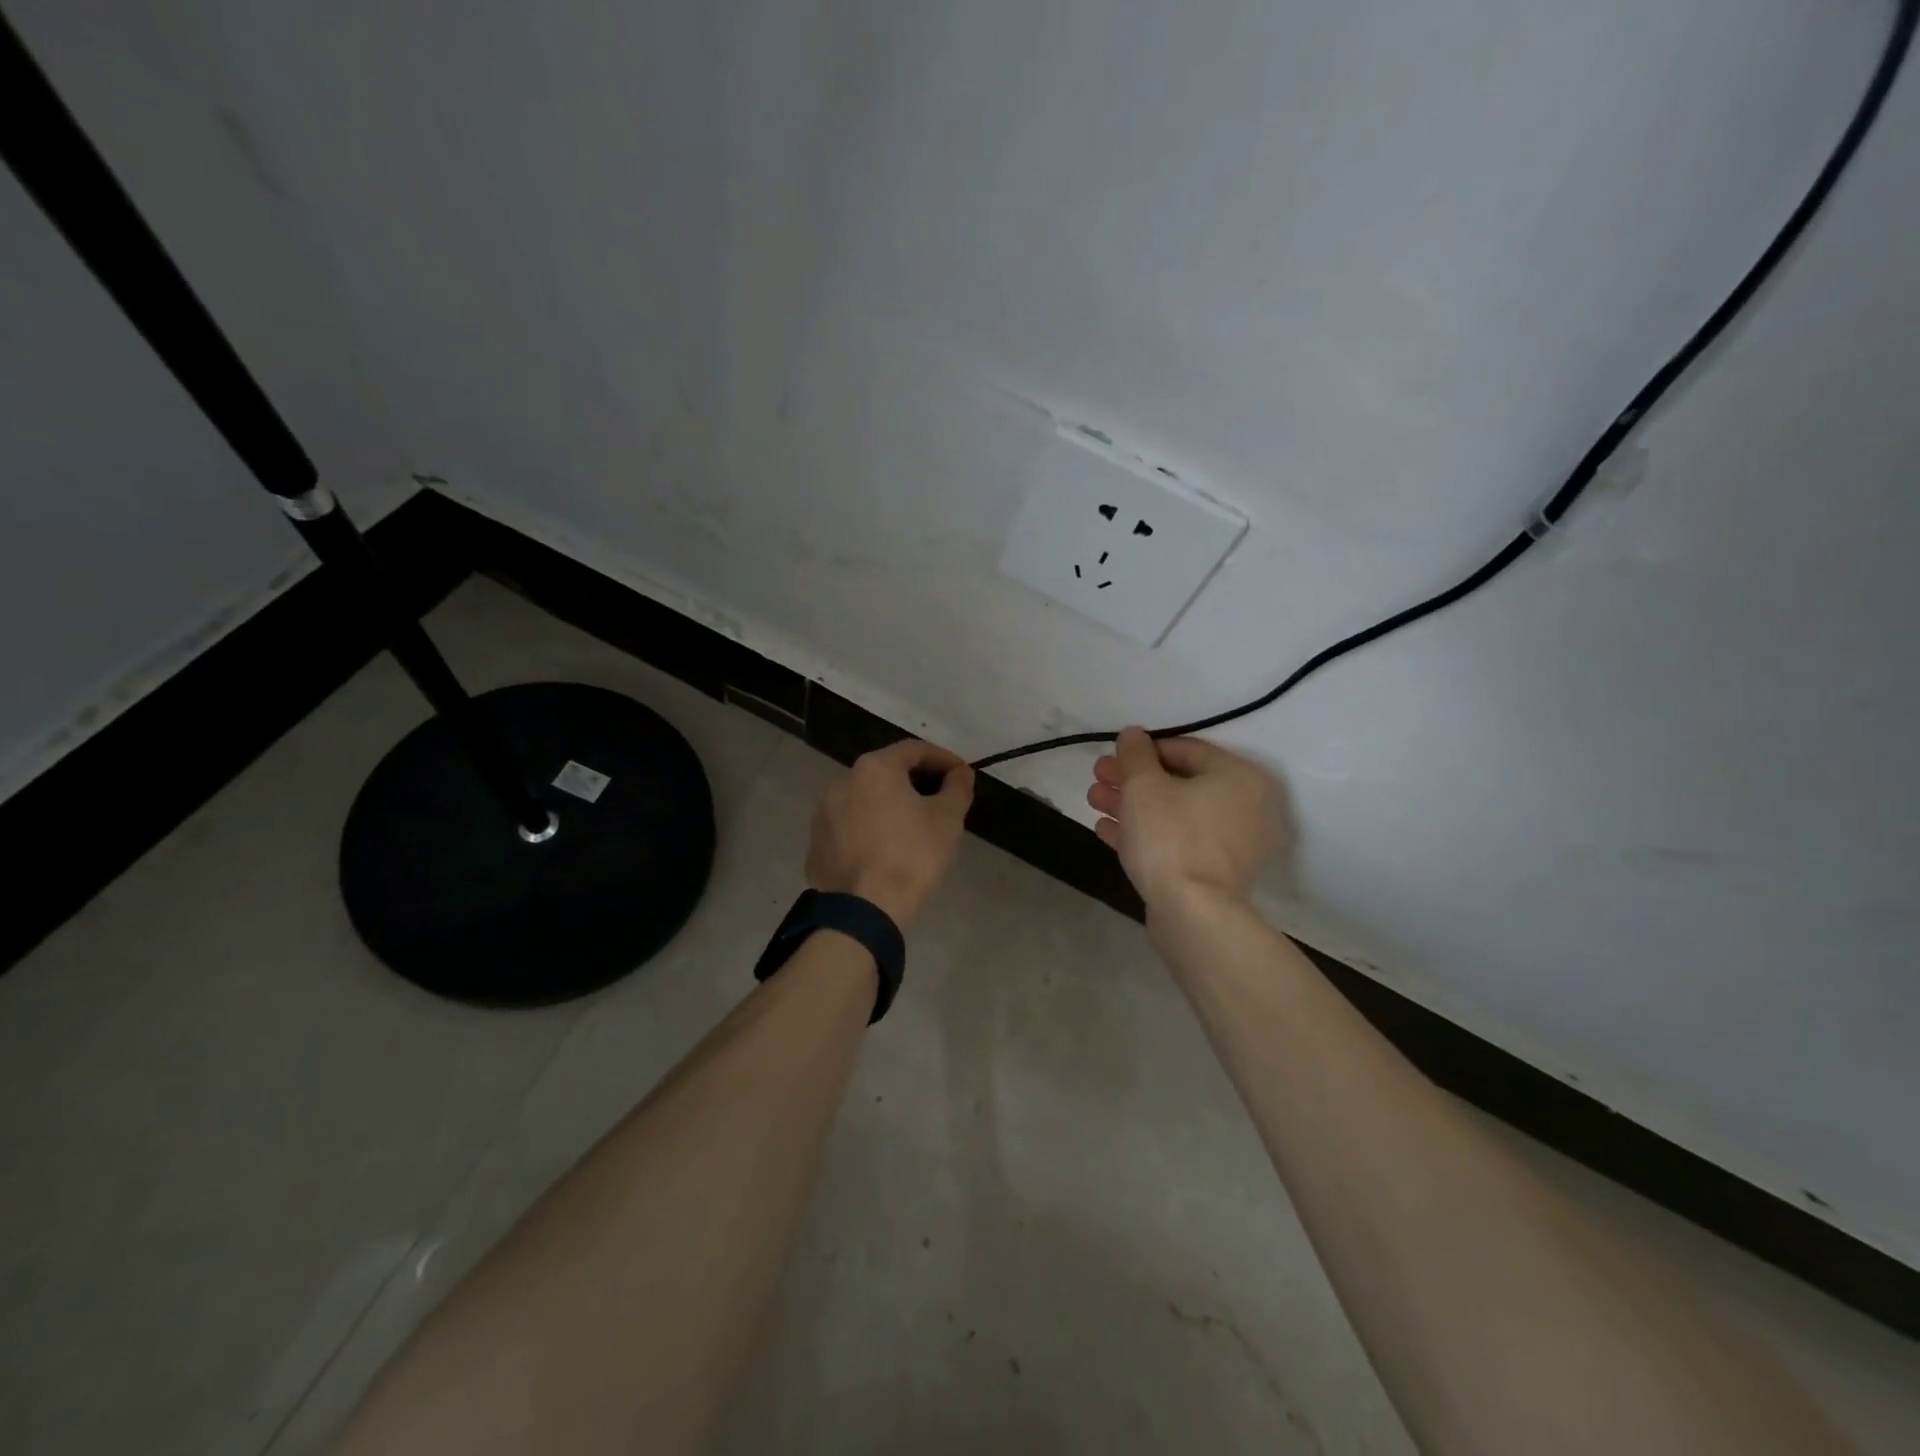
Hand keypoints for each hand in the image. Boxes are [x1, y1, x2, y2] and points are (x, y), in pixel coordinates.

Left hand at [807, 740, 975, 930]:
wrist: (865, 911)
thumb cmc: (912, 856)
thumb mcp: (947, 819)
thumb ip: (957, 788)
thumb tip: (961, 773)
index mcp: (874, 768)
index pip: (914, 750)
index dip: (943, 759)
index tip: (962, 774)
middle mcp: (842, 782)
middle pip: (885, 772)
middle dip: (915, 781)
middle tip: (940, 799)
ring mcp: (823, 814)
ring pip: (864, 800)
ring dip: (889, 806)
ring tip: (912, 826)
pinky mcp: (816, 844)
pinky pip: (849, 827)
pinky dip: (869, 830)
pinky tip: (885, 850)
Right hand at [1086, 727, 1278, 911]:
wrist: (1192, 912)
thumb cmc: (1170, 836)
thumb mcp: (1144, 786)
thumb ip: (1135, 755)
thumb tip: (1133, 733)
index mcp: (1238, 776)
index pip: (1185, 749)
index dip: (1143, 749)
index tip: (1111, 756)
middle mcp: (1244, 806)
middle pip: (1178, 782)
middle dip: (1132, 780)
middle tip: (1097, 778)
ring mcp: (1232, 843)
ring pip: (1174, 813)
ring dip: (1132, 805)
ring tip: (1094, 802)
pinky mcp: (1214, 873)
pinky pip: (1177, 841)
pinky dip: (1145, 833)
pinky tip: (1106, 830)